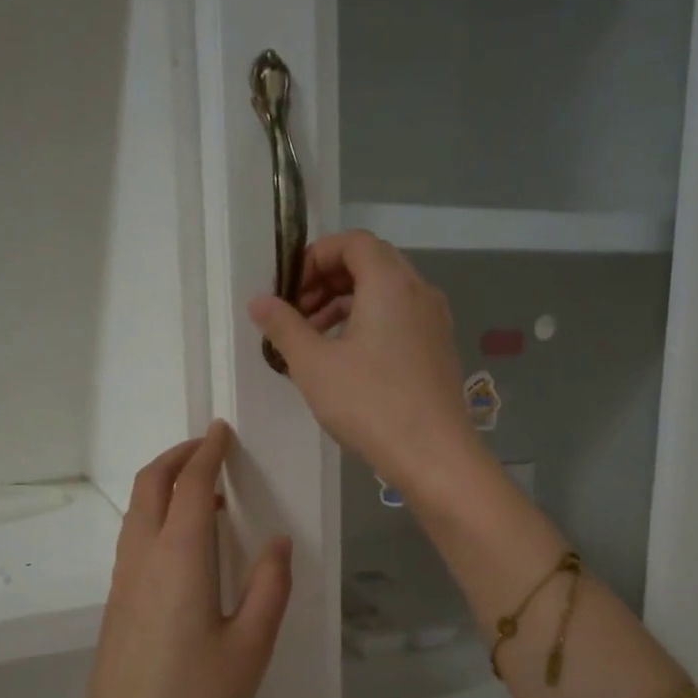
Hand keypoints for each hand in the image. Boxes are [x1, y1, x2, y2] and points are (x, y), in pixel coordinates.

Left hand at [71, 422, 292, 697]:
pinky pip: (134, 537)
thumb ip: (270, 586)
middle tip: (209, 449)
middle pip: (150, 485)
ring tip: (202, 492)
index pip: (191, 485)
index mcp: (179, 558)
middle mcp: (143, 558)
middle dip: (178, 457)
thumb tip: (278, 542)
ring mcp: (123, 581)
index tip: (222, 431)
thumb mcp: (251, 645)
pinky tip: (184, 542)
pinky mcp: (116, 603)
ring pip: (137, 510)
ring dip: (164, 485)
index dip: (207, 452)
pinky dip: (156, 515)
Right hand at [248, 231, 486, 498]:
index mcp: (391, 282)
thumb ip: (283, 326)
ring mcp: (434, 322)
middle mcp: (419, 291)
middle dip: (327, 282)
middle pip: (370, 264)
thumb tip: (259, 301)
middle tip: (297, 315)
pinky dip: (369, 325)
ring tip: (314, 341)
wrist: (434, 454)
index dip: (315, 257)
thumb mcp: (314, 364)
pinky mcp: (438, 350)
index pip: (353, 242)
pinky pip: (400, 319)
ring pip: (385, 294)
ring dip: (346, 305)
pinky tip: (346, 362)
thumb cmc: (370, 403)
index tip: (289, 290)